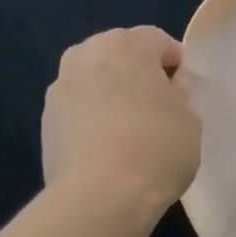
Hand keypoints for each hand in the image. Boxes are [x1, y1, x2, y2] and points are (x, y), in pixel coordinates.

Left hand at [43, 27, 200, 217]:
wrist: (101, 196)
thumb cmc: (156, 148)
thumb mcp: (190, 119)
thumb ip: (180, 93)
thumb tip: (168, 85)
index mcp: (125, 45)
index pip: (157, 40)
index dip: (175, 63)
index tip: (184, 92)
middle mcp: (85, 54)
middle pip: (119, 55)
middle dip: (138, 75)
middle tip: (157, 109)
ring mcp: (59, 88)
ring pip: (94, 81)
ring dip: (111, 95)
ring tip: (129, 131)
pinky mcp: (46, 120)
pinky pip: (79, 110)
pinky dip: (93, 120)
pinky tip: (107, 150)